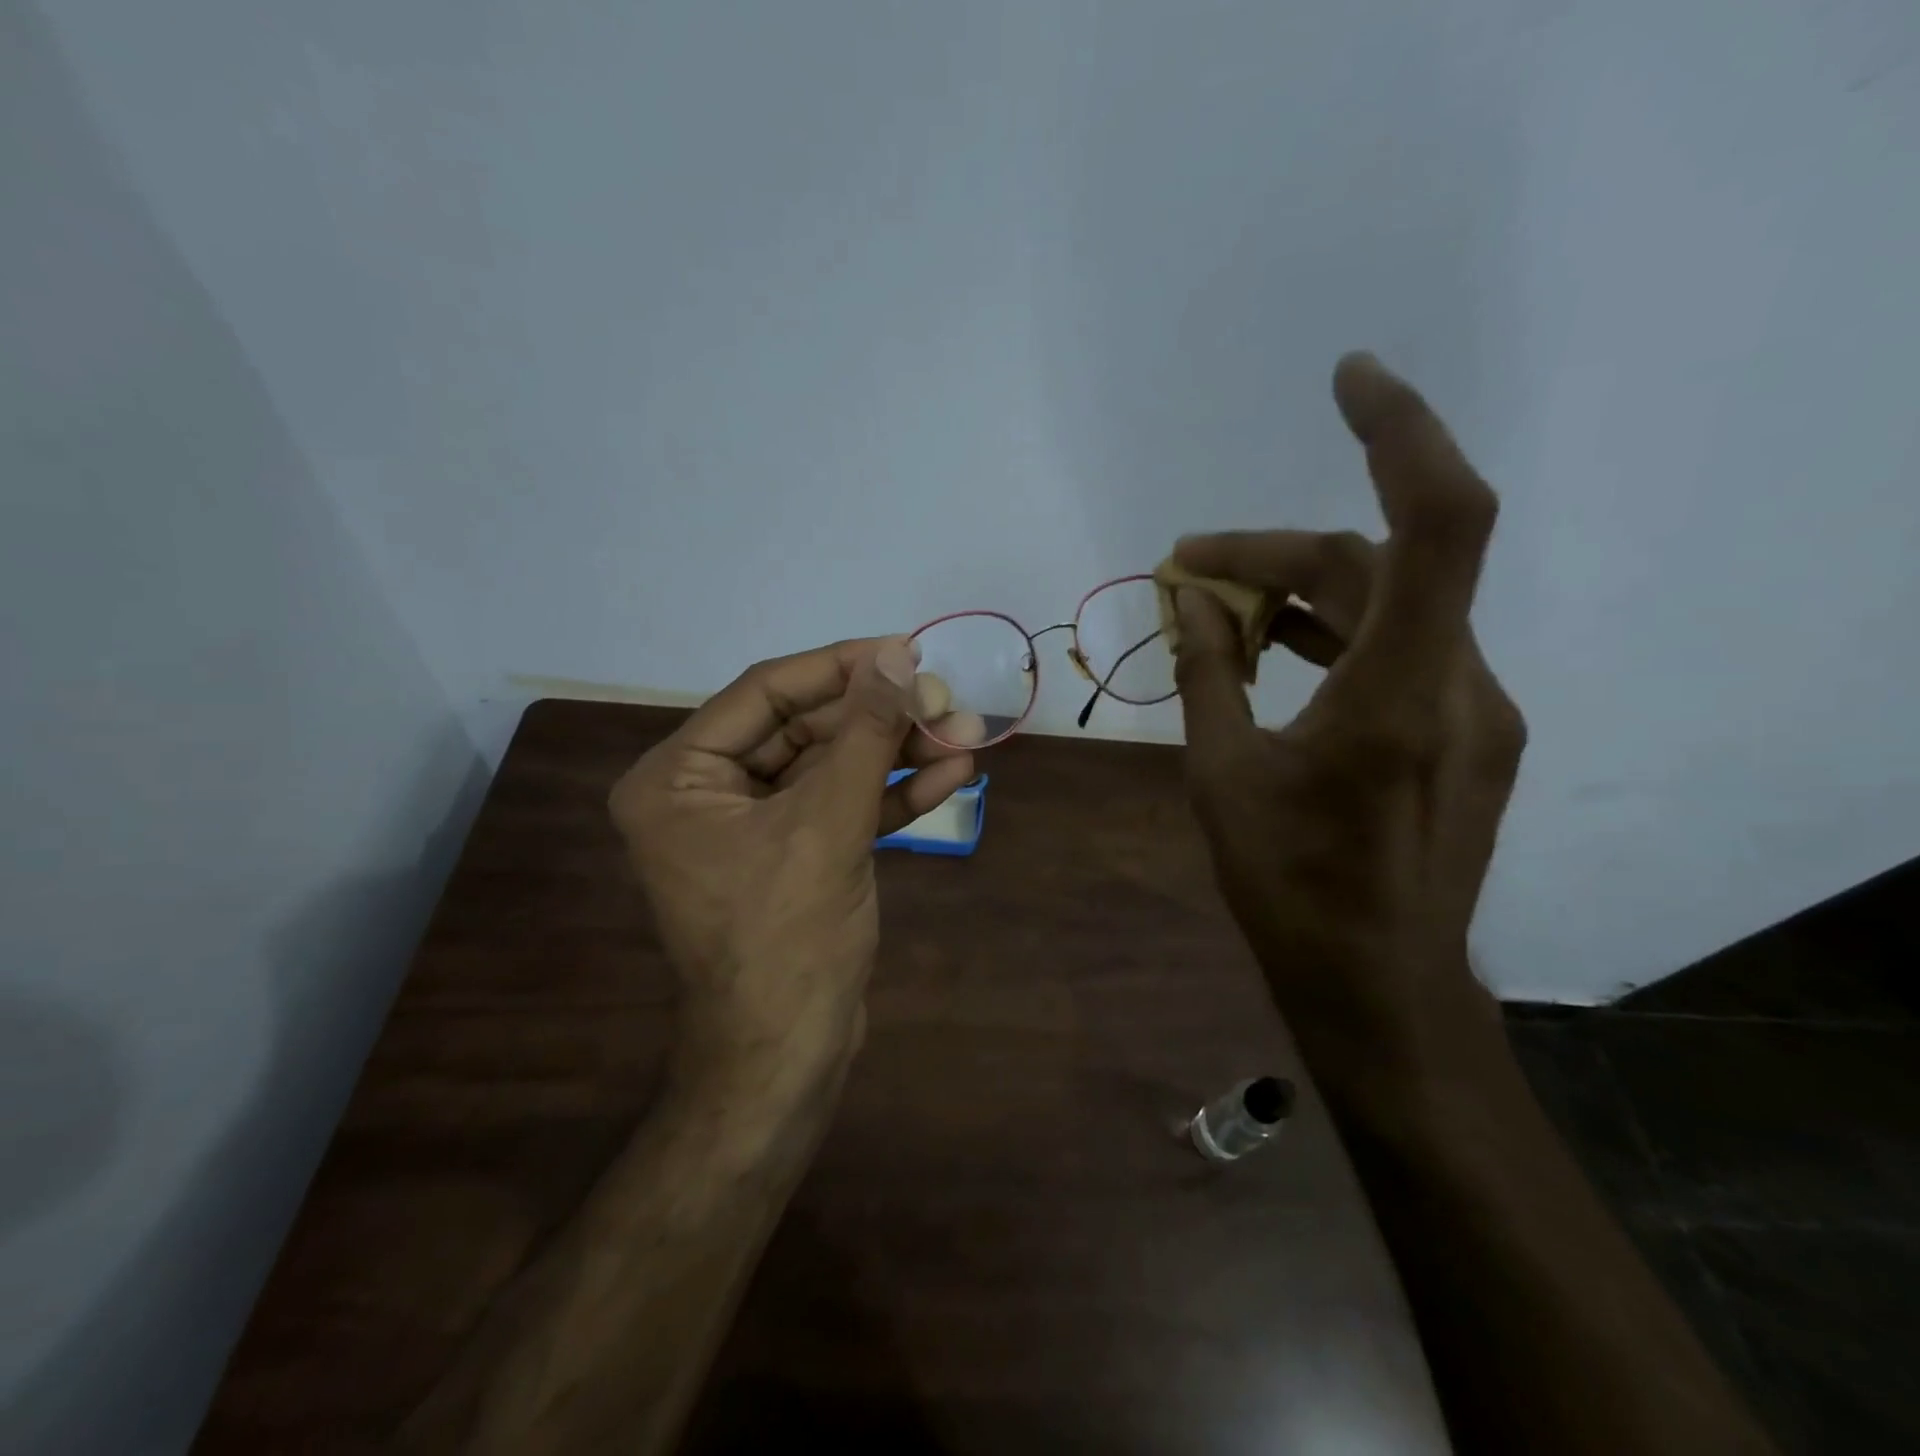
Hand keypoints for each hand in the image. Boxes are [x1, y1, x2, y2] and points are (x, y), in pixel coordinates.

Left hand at [609, 637, 982, 1095]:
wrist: (789, 1058)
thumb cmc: (787, 939)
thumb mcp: (828, 824)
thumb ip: (863, 734)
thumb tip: (898, 658)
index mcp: (678, 777)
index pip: (765, 693)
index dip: (839, 667)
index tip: (904, 650)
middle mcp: (707, 794)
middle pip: (804, 729)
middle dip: (880, 717)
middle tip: (946, 698)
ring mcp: (755, 828)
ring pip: (832, 769)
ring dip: (897, 753)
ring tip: (965, 732)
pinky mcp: (796, 857)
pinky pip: (842, 809)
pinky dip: (891, 794)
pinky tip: (950, 774)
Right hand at [1171, 353, 1526, 1078]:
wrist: (1376, 984)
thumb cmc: (1288, 889)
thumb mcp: (1222, 777)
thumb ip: (1206, 675)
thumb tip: (1184, 600)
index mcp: (1402, 694)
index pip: (1437, 523)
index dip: (1401, 432)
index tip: (1346, 381)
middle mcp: (1461, 684)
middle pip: (1373, 569)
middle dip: (1272, 556)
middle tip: (1185, 570)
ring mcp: (1475, 710)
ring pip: (1387, 609)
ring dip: (1300, 595)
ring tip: (1215, 610)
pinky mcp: (1466, 733)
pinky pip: (1397, 650)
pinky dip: (1331, 634)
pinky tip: (1271, 651)